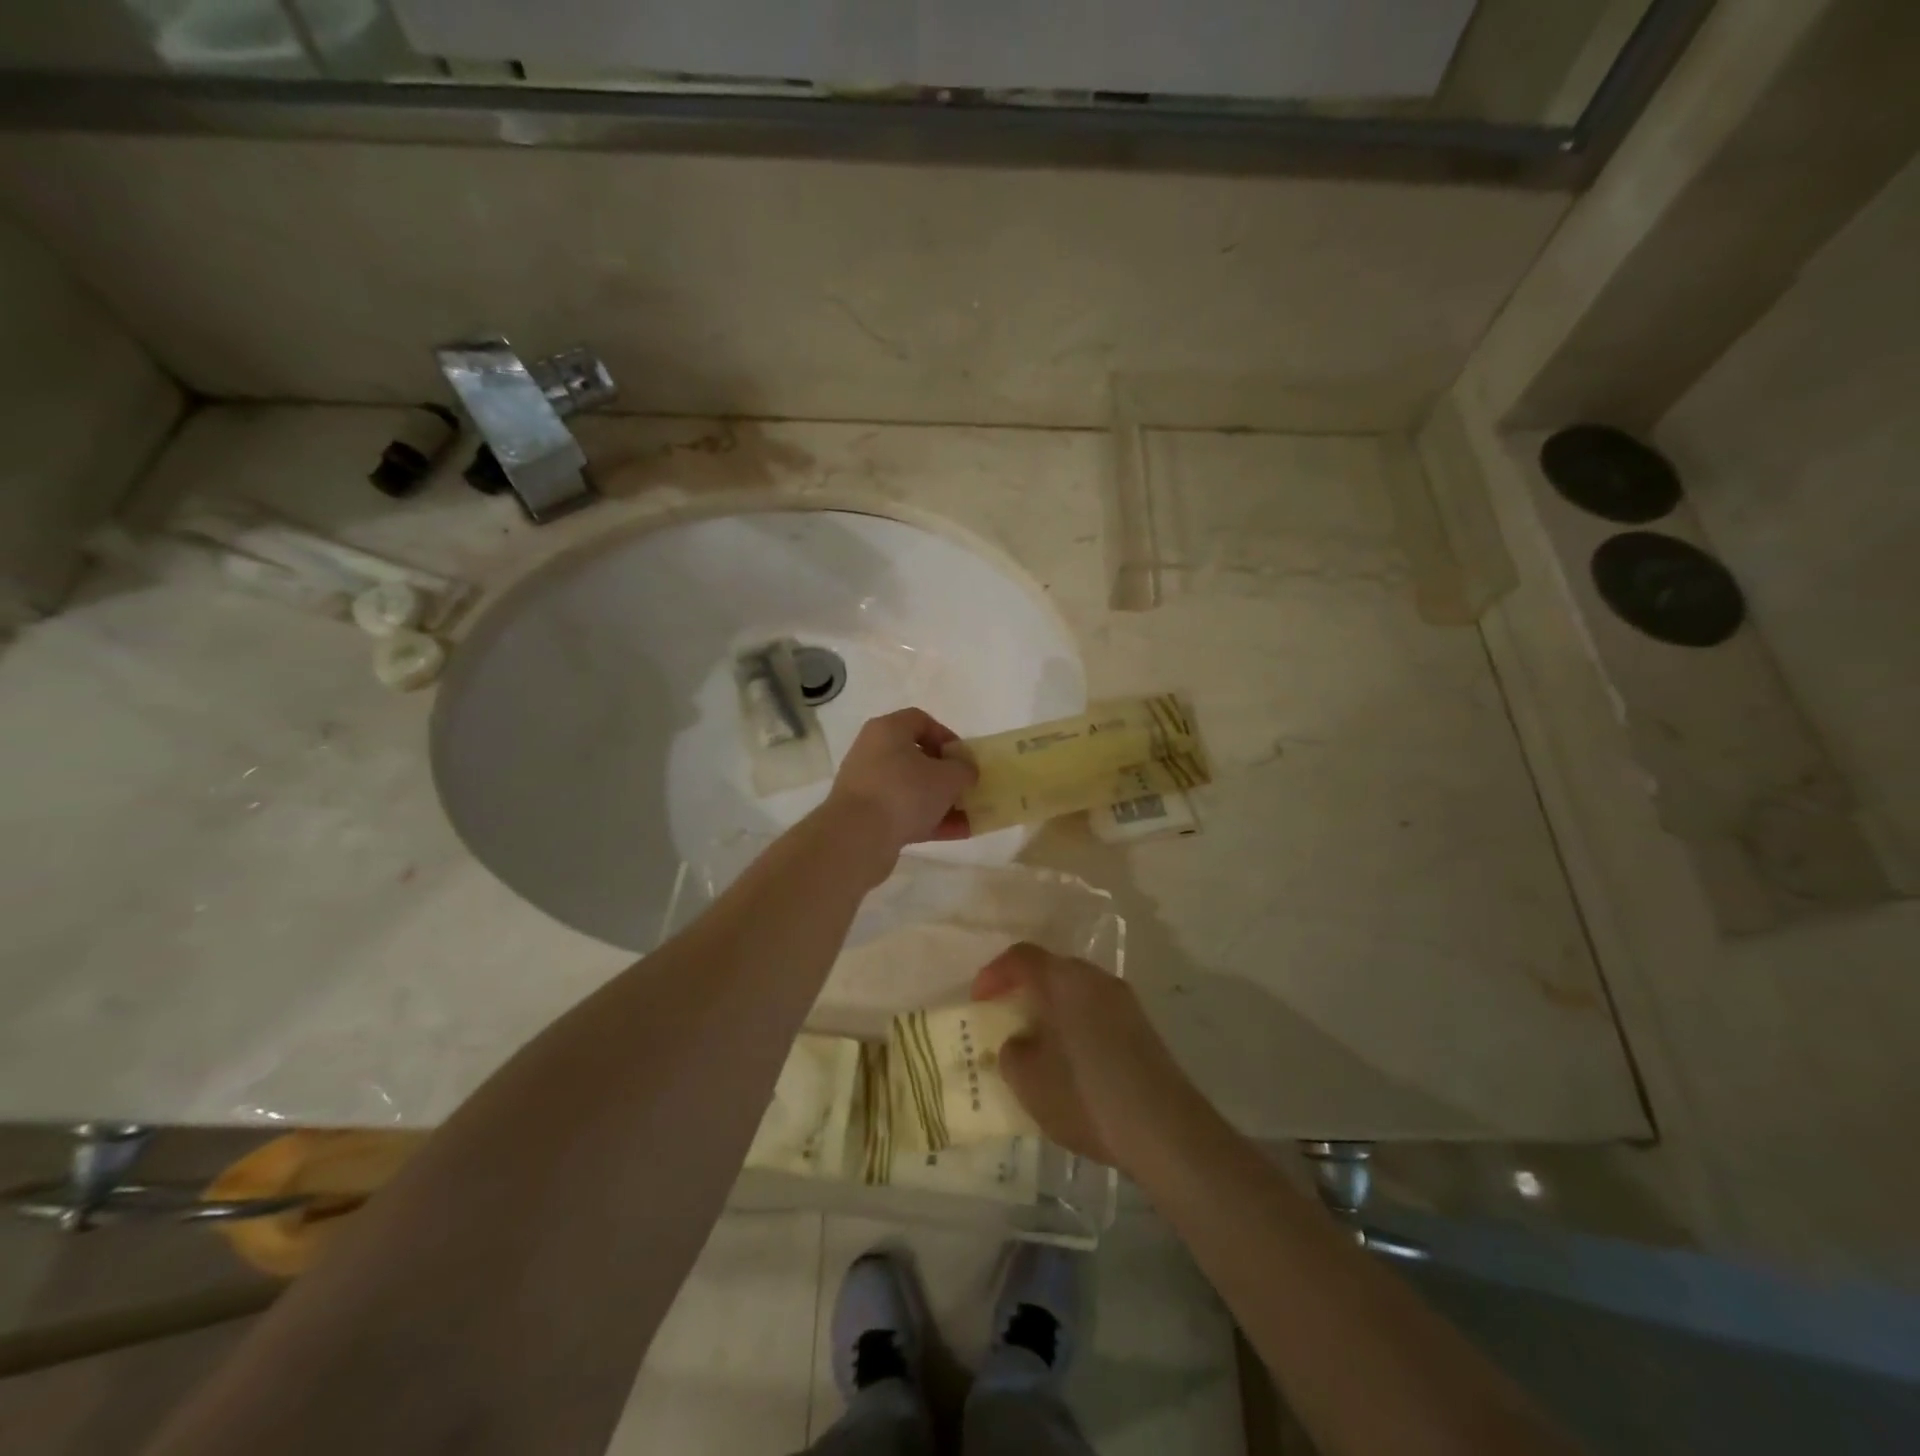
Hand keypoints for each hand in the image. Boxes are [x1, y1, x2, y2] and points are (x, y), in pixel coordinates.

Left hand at [825, 708, 977, 864]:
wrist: (857, 836)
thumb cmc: (905, 792)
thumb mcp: (948, 777)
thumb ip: (964, 769)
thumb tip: (965, 771)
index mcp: (887, 730)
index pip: (920, 720)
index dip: (946, 736)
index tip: (963, 757)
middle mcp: (872, 752)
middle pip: (915, 757)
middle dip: (945, 774)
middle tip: (965, 787)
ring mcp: (867, 785)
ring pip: (910, 788)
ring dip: (940, 801)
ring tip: (968, 816)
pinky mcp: (865, 815)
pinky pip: (902, 812)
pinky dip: (927, 820)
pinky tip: (956, 833)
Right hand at [972, 943, 1204, 1176]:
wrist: (1164, 1129)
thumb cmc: (1084, 1095)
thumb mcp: (1028, 1080)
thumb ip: (1012, 1051)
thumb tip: (1021, 1041)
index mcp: (1064, 980)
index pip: (1021, 957)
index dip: (994, 974)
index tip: (979, 1001)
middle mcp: (1095, 978)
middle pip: (1052, 970)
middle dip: (1024, 990)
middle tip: (1005, 1019)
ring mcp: (1124, 1001)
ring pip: (1076, 992)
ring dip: (1053, 1009)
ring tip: (1037, 1044)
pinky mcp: (1142, 1027)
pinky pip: (1096, 1012)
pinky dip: (1076, 1025)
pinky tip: (1071, 1061)